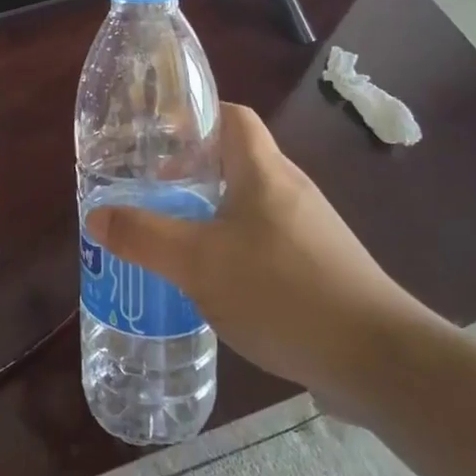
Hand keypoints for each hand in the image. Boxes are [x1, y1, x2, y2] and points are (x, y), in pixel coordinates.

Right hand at [85, 104, 444, 416]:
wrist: (378, 359)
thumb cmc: (282, 291)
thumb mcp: (197, 263)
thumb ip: (143, 237)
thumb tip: (96, 215)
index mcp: (264, 172)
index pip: (232, 118)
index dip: (195, 116)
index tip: (156, 135)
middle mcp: (290, 191)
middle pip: (236, 161)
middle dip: (190, 171)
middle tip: (149, 191)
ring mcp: (310, 231)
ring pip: (249, 205)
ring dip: (210, 212)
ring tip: (172, 237)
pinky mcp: (319, 268)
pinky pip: (265, 241)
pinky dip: (233, 248)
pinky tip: (213, 282)